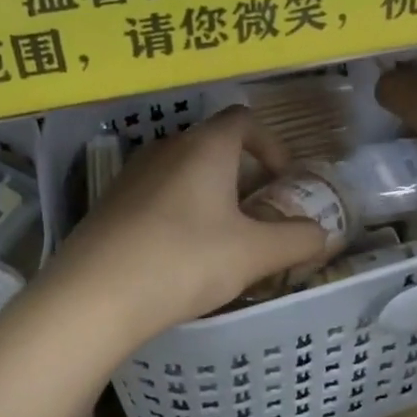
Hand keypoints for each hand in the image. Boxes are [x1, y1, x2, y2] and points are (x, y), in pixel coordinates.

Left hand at [45, 107, 329, 345]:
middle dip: (243, 173)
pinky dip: (179, 210)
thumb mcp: (254, 254)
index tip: (282, 179)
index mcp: (206, 147)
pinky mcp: (110, 204)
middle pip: (214, 144)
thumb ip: (296, 240)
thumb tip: (322, 234)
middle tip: (258, 212)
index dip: (271, 143)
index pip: (244, 119)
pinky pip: (157, 194)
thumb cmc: (185, 260)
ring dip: (210, 193)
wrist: (93, 296)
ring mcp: (133, 175)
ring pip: (183, 171)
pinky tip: (180, 254)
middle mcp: (167, 148)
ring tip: (222, 236)